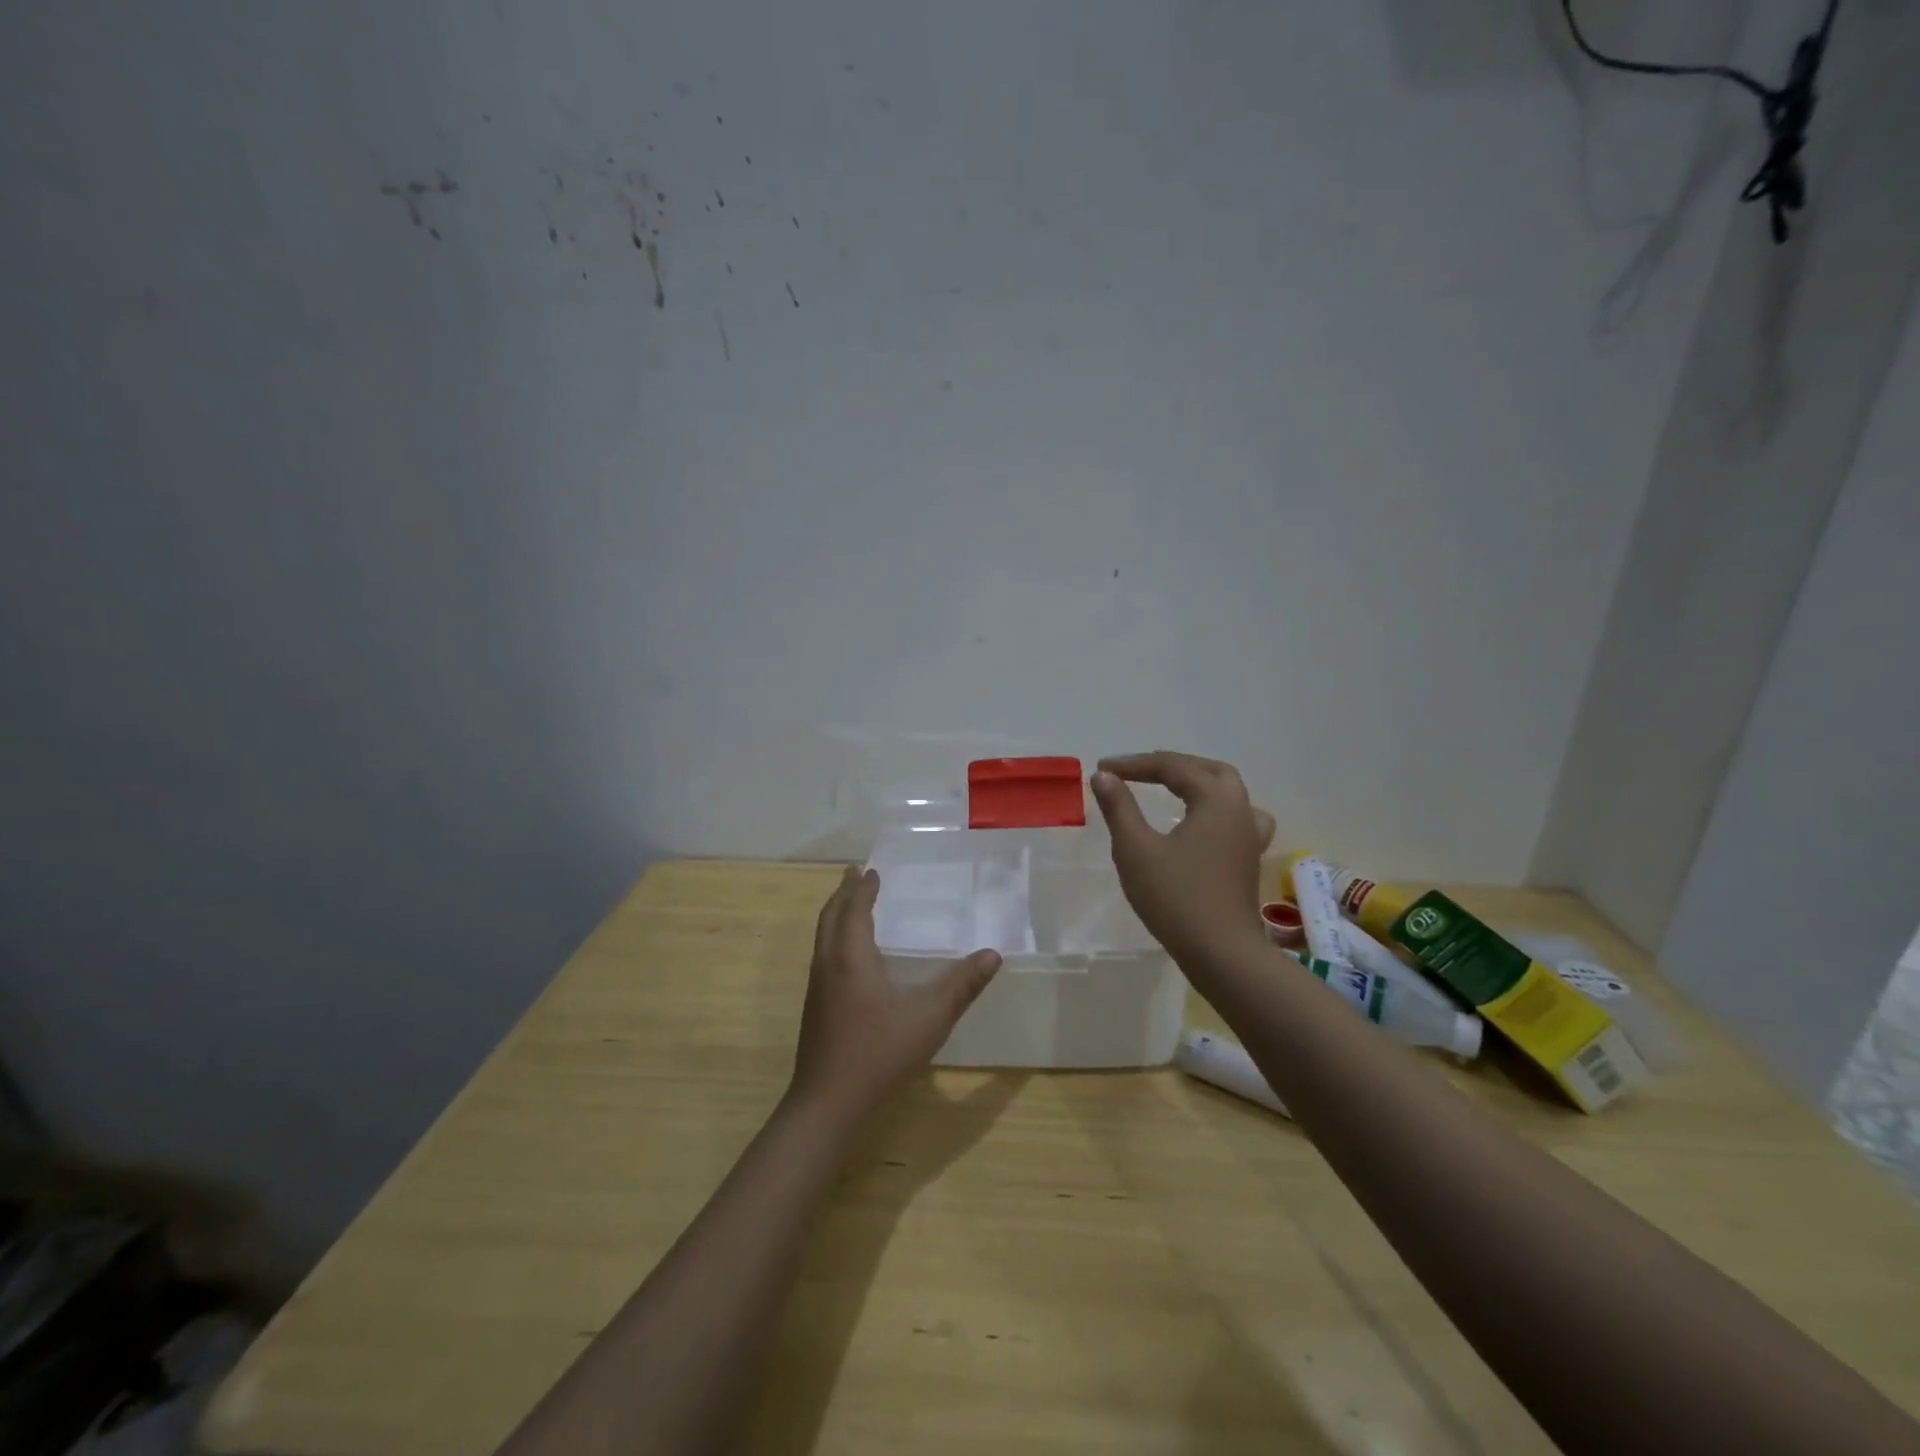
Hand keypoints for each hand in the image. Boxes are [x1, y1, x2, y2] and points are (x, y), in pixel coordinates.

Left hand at [788, 867, 1001, 1122]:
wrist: (827, 1103)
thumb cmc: (879, 1052)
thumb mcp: (930, 1017)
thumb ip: (962, 985)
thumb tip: (993, 955)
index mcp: (851, 957)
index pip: (854, 909)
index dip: (863, 888)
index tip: (871, 870)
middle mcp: (828, 964)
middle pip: (830, 917)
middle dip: (843, 893)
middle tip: (855, 875)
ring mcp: (818, 987)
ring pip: (822, 937)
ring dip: (836, 915)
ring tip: (851, 906)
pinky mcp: (815, 1008)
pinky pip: (823, 955)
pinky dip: (835, 938)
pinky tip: (850, 957)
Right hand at [1091, 752, 1275, 967]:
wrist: (1220, 953)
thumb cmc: (1176, 897)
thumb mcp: (1136, 849)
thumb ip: (1119, 807)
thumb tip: (1103, 776)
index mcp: (1215, 800)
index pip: (1173, 768)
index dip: (1135, 765)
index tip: (1103, 769)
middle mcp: (1240, 810)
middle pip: (1208, 771)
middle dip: (1171, 765)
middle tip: (1138, 770)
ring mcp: (1249, 836)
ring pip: (1228, 792)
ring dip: (1198, 782)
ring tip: (1173, 786)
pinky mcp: (1247, 859)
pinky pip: (1235, 817)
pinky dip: (1214, 809)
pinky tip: (1202, 823)